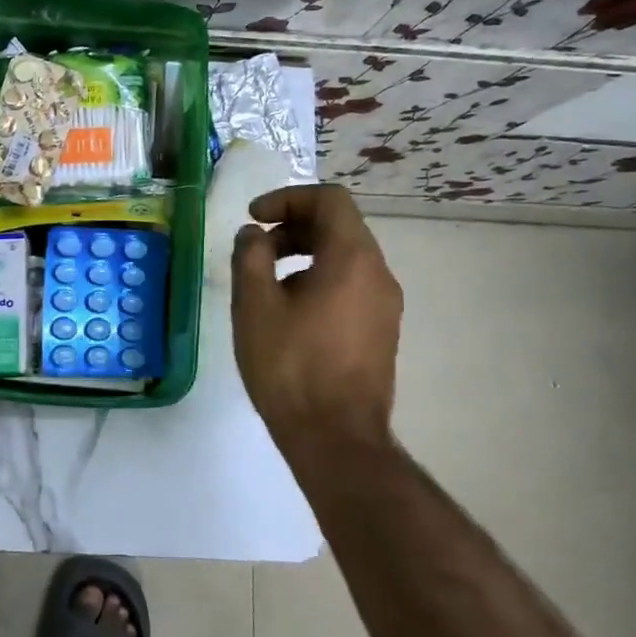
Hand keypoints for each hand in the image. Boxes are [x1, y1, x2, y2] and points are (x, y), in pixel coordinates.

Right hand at [230, 184, 403, 463]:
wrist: (336, 438)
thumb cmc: (290, 366)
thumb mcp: (255, 305)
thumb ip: (250, 256)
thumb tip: (254, 234)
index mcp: (352, 258)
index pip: (329, 200)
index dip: (287, 198)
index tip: (254, 219)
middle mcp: (378, 273)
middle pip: (339, 225)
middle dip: (293, 227)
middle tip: (255, 251)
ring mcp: (385, 304)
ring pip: (345, 257)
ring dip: (304, 254)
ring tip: (267, 284)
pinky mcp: (381, 331)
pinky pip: (351, 285)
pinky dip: (320, 279)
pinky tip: (290, 313)